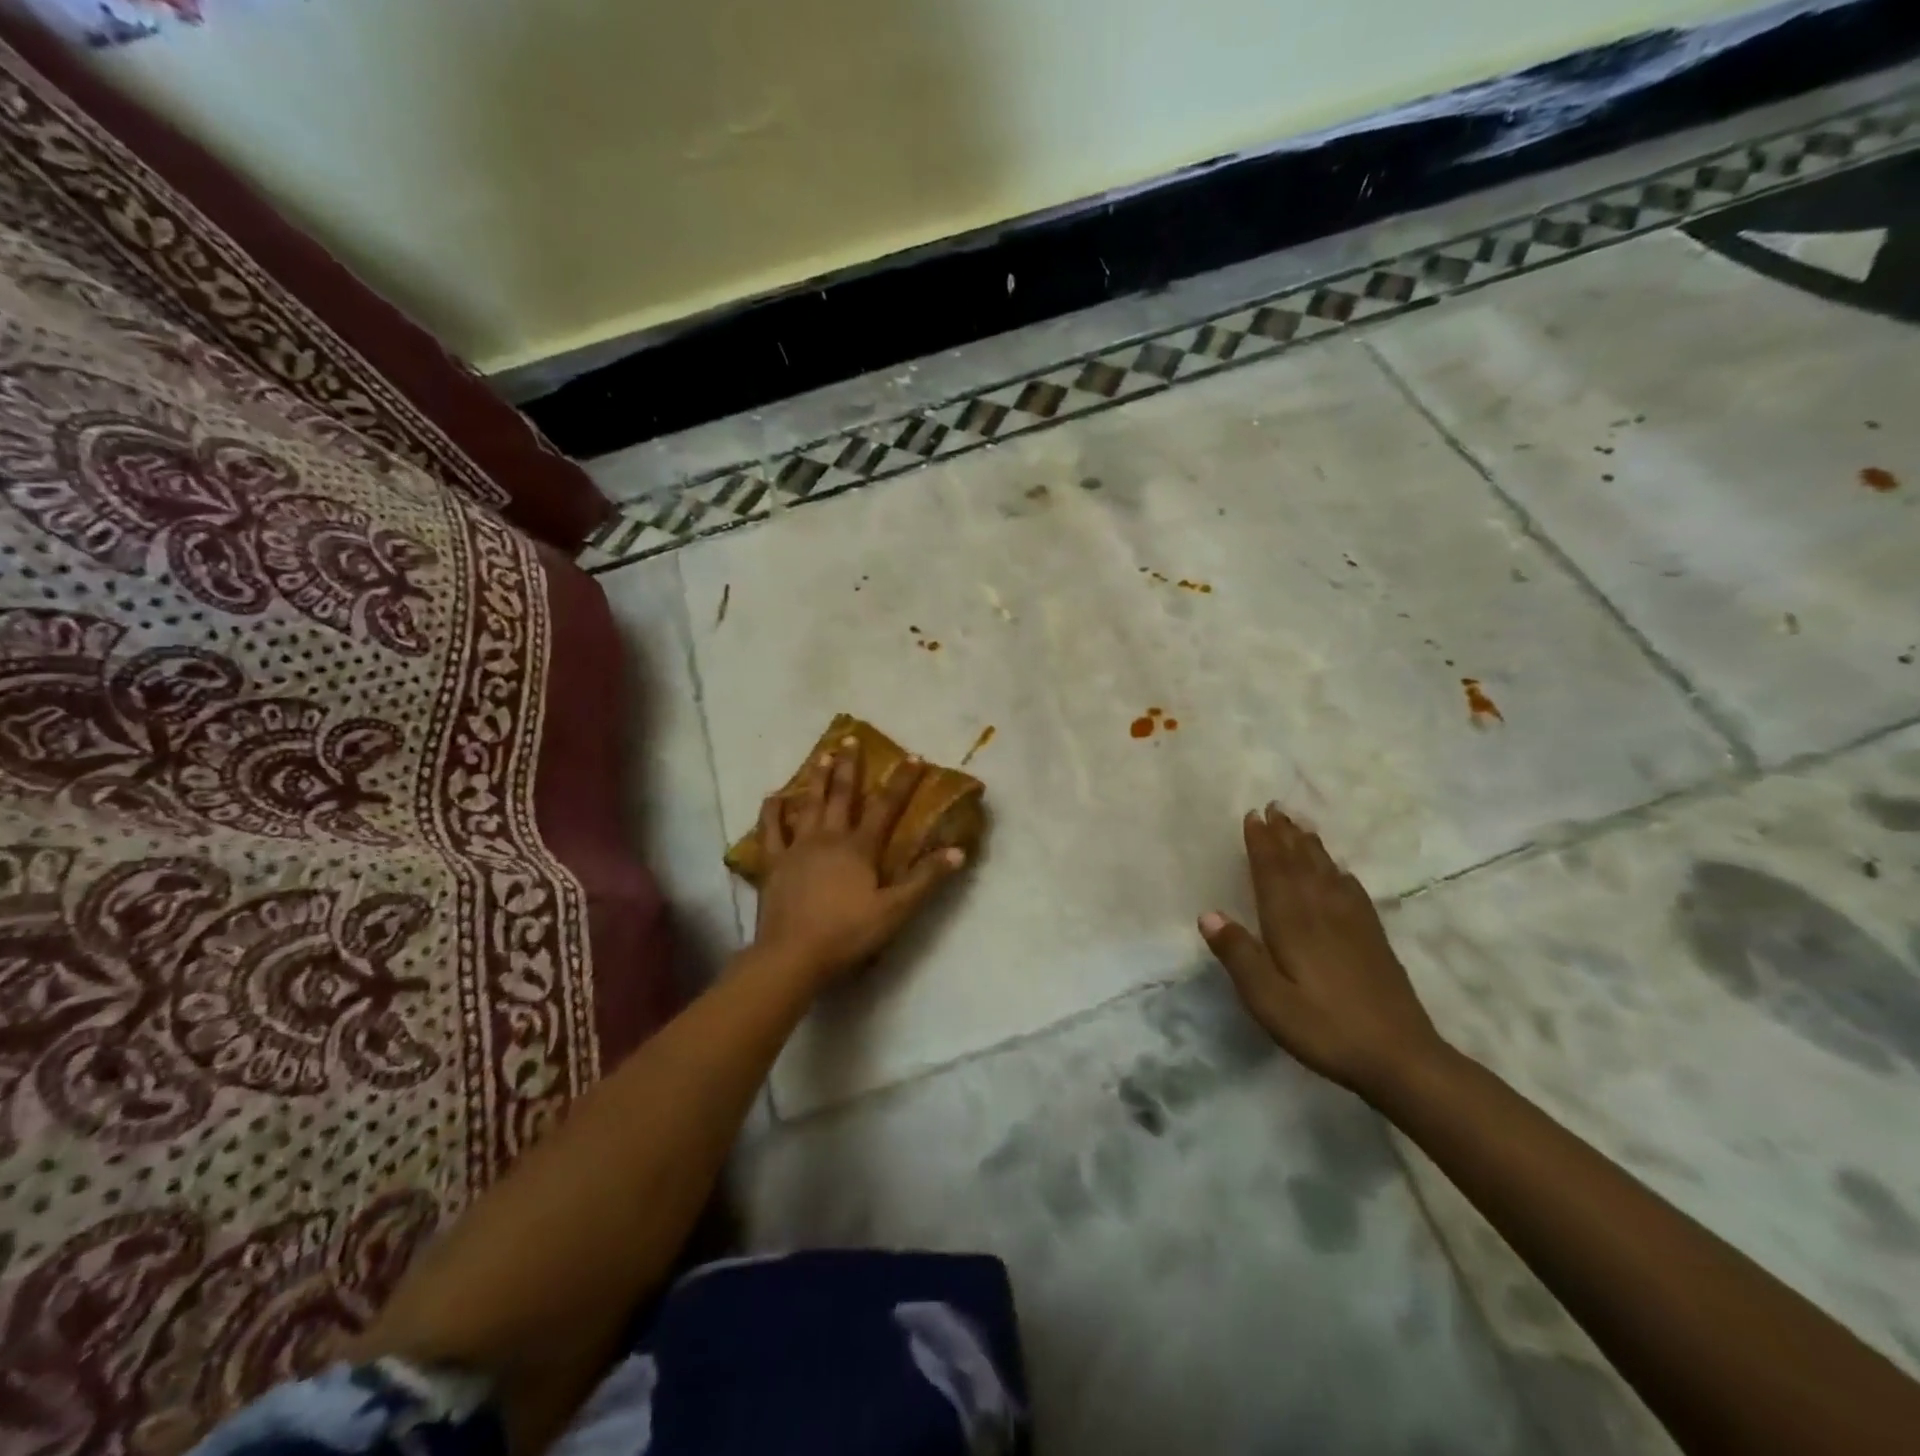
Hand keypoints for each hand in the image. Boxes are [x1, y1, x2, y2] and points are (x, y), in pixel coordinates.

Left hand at [752, 736, 967, 986]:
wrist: (792, 955)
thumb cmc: (847, 933)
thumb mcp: (895, 910)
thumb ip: (925, 879)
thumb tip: (958, 851)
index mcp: (859, 848)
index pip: (885, 807)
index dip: (902, 782)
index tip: (914, 757)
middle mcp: (828, 838)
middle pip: (841, 795)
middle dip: (849, 766)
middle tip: (850, 739)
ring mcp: (797, 848)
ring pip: (808, 804)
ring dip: (816, 778)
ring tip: (821, 755)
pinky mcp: (773, 863)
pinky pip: (771, 831)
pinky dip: (772, 812)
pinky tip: (773, 797)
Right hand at [1199, 804, 1446, 1100]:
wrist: (1401, 1058)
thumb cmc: (1325, 1029)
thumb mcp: (1269, 1001)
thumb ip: (1239, 956)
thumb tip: (1208, 914)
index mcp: (1293, 924)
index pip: (1273, 872)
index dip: (1262, 843)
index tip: (1253, 816)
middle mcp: (1322, 913)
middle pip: (1300, 864)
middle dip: (1285, 835)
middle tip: (1274, 807)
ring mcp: (1353, 924)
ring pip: (1326, 872)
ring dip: (1310, 846)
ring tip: (1299, 826)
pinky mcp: (1374, 939)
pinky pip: (1352, 892)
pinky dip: (1339, 873)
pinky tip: (1339, 871)